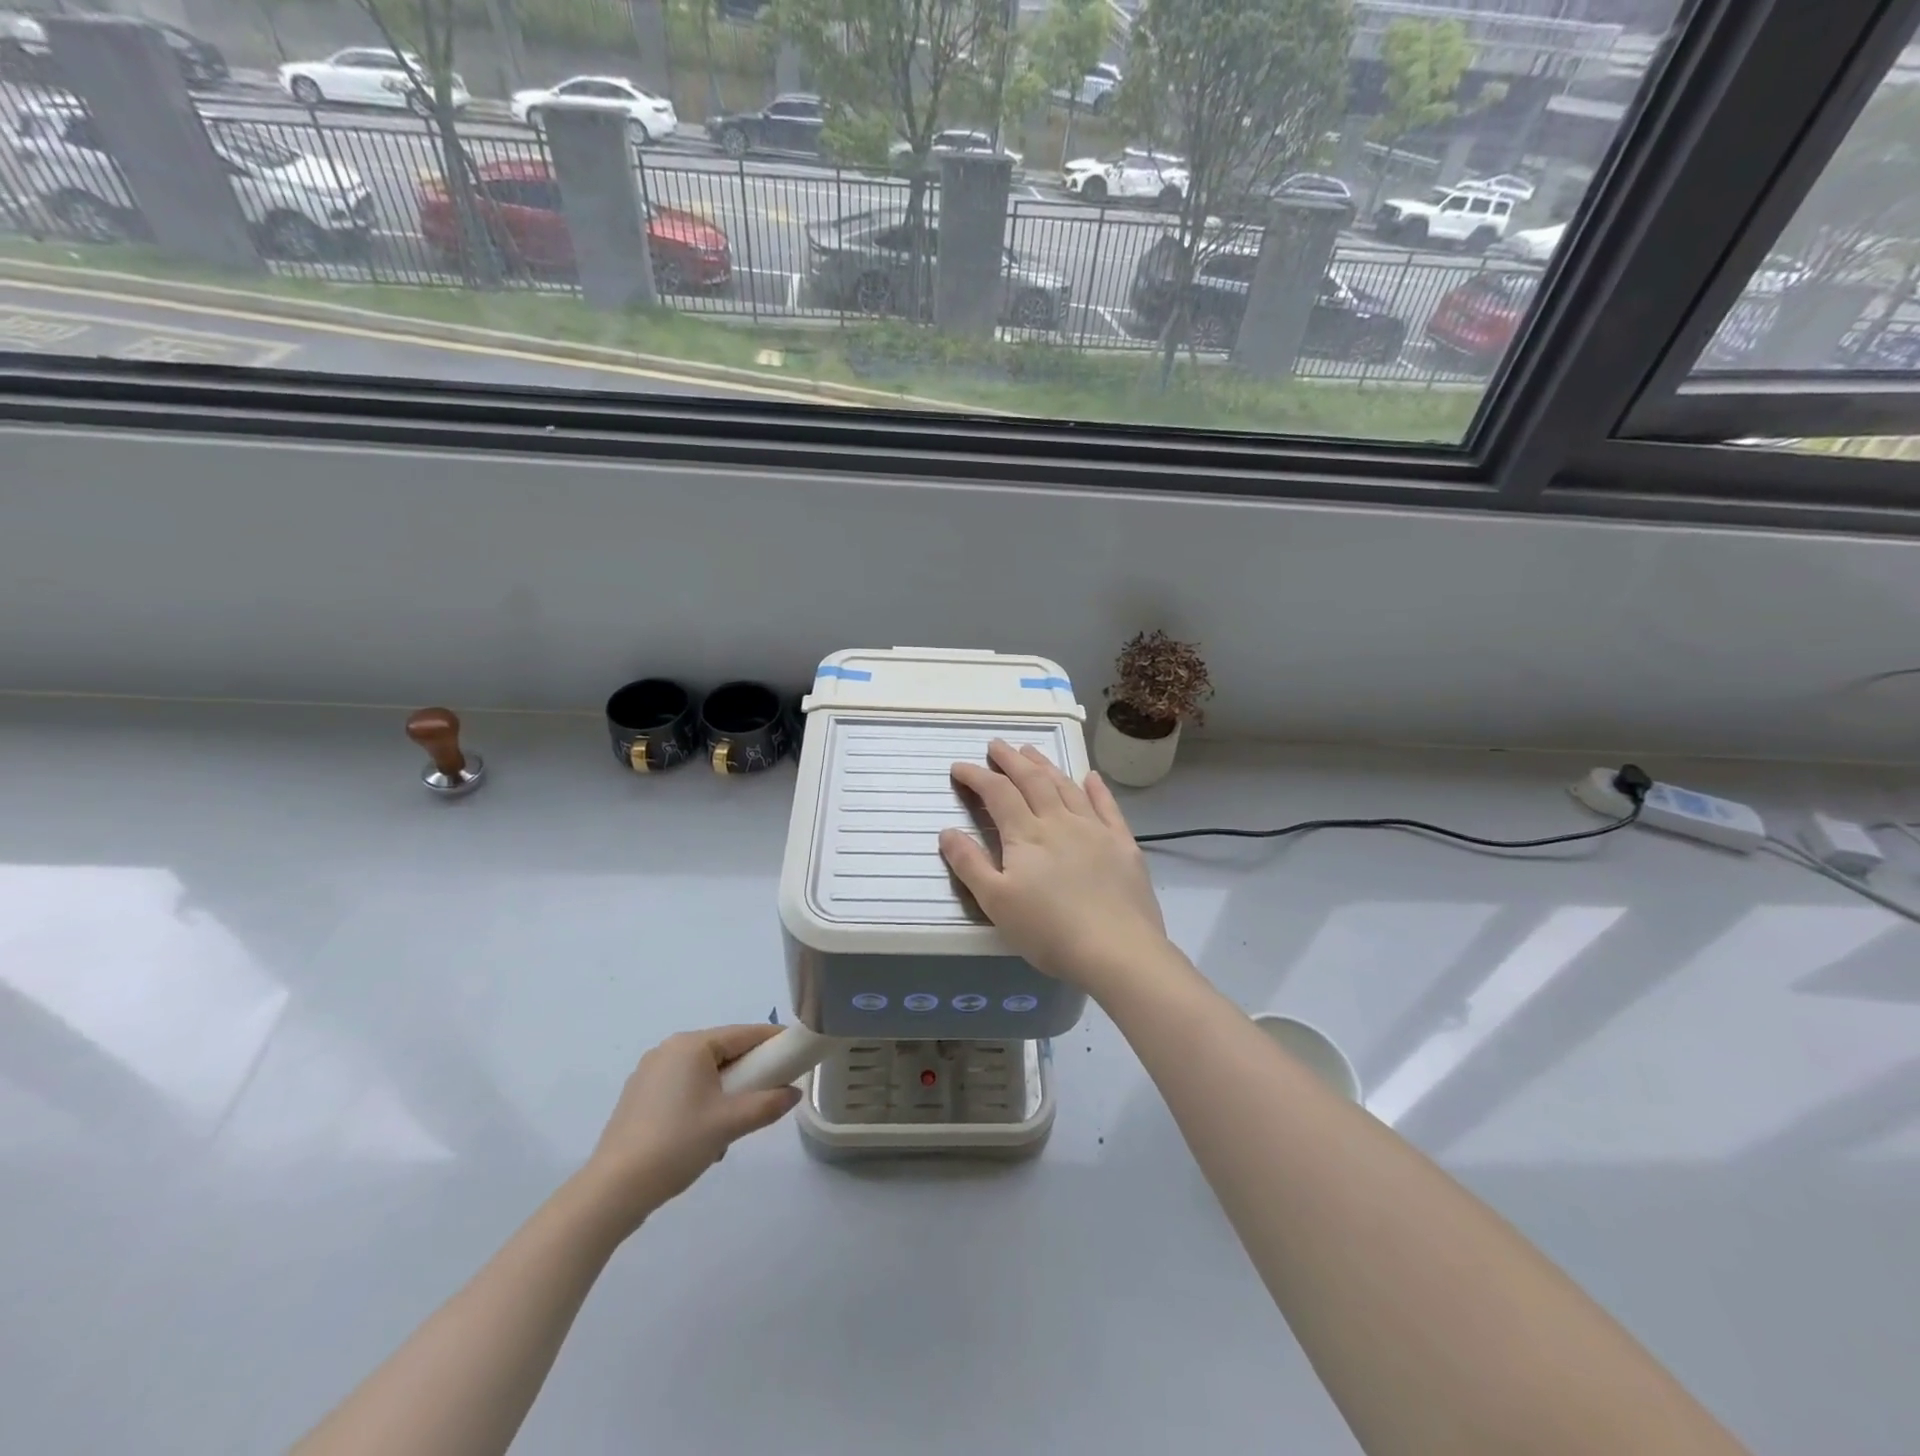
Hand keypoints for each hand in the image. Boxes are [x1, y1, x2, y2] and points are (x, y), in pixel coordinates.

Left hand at [582, 1025, 800, 1231]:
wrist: (612, 1191)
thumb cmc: (676, 1144)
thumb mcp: (730, 1124)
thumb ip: (768, 1104)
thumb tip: (794, 1093)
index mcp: (691, 1045)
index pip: (744, 1034)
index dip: (773, 1042)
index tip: (796, 1054)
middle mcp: (669, 1049)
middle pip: (723, 1052)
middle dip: (748, 1073)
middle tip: (768, 1096)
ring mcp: (649, 1073)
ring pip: (703, 1073)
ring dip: (724, 1093)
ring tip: (730, 1128)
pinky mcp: (638, 1097)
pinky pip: (683, 1088)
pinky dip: (701, 1102)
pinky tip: (702, 1136)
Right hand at [939, 740, 1169, 992]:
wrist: (1117, 950)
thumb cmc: (1048, 931)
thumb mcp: (996, 903)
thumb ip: (969, 864)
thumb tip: (947, 831)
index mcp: (1026, 834)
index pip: (997, 793)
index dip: (976, 776)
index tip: (959, 767)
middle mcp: (1060, 821)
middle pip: (1033, 780)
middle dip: (1011, 760)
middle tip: (996, 745)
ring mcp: (1095, 829)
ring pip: (1067, 786)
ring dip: (1046, 766)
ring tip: (1031, 751)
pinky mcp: (1123, 844)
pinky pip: (1107, 806)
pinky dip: (1096, 788)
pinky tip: (1091, 777)